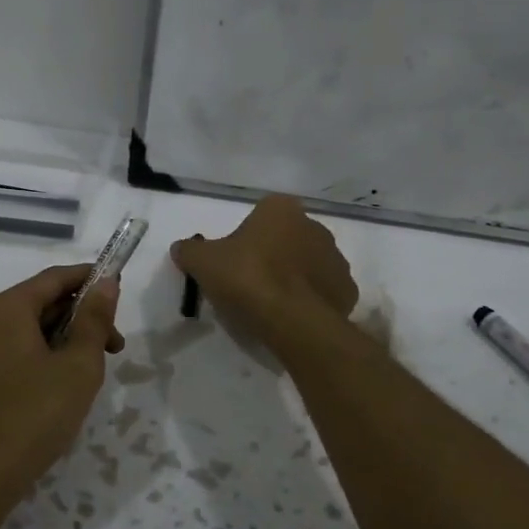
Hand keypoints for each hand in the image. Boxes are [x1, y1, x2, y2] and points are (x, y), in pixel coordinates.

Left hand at [0, 265, 122, 520]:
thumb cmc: (33, 416)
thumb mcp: (77, 366)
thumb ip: (94, 320)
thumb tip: (105, 282)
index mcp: (6, 309)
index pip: (54, 278)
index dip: (90, 278)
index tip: (119, 288)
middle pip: (40, 303)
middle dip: (81, 318)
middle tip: (115, 347)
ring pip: (28, 331)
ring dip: (64, 341)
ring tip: (92, 372)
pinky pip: (14, 353)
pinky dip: (43, 357)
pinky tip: (61, 387)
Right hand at [171, 196, 357, 348]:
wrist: (292, 319)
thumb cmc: (246, 277)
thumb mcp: (202, 262)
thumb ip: (189, 250)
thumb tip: (181, 248)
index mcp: (281, 209)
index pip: (261, 215)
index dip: (245, 237)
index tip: (233, 261)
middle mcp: (315, 226)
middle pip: (286, 239)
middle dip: (271, 256)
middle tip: (248, 283)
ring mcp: (336, 258)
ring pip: (307, 264)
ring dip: (293, 277)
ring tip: (270, 304)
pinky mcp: (347, 290)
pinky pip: (323, 291)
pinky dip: (310, 300)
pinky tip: (291, 316)